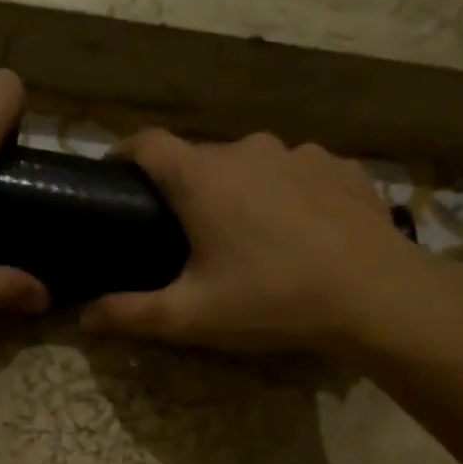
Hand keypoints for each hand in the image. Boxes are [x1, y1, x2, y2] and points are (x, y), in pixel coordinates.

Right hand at [80, 130, 447, 354]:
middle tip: (185, 234)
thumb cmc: (273, 299)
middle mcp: (248, 150)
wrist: (378, 296)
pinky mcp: (341, 167)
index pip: (146, 144)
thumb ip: (132, 314)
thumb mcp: (192, 316)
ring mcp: (300, 154)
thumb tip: (84, 319)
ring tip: (248, 235)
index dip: (124, 155)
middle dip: (185, 188)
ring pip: (251, 165)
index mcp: (202, 177)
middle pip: (200, 159)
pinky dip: (287, 194)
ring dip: (239, 191)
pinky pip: (297, 173)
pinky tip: (299, 230)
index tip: (115, 178)